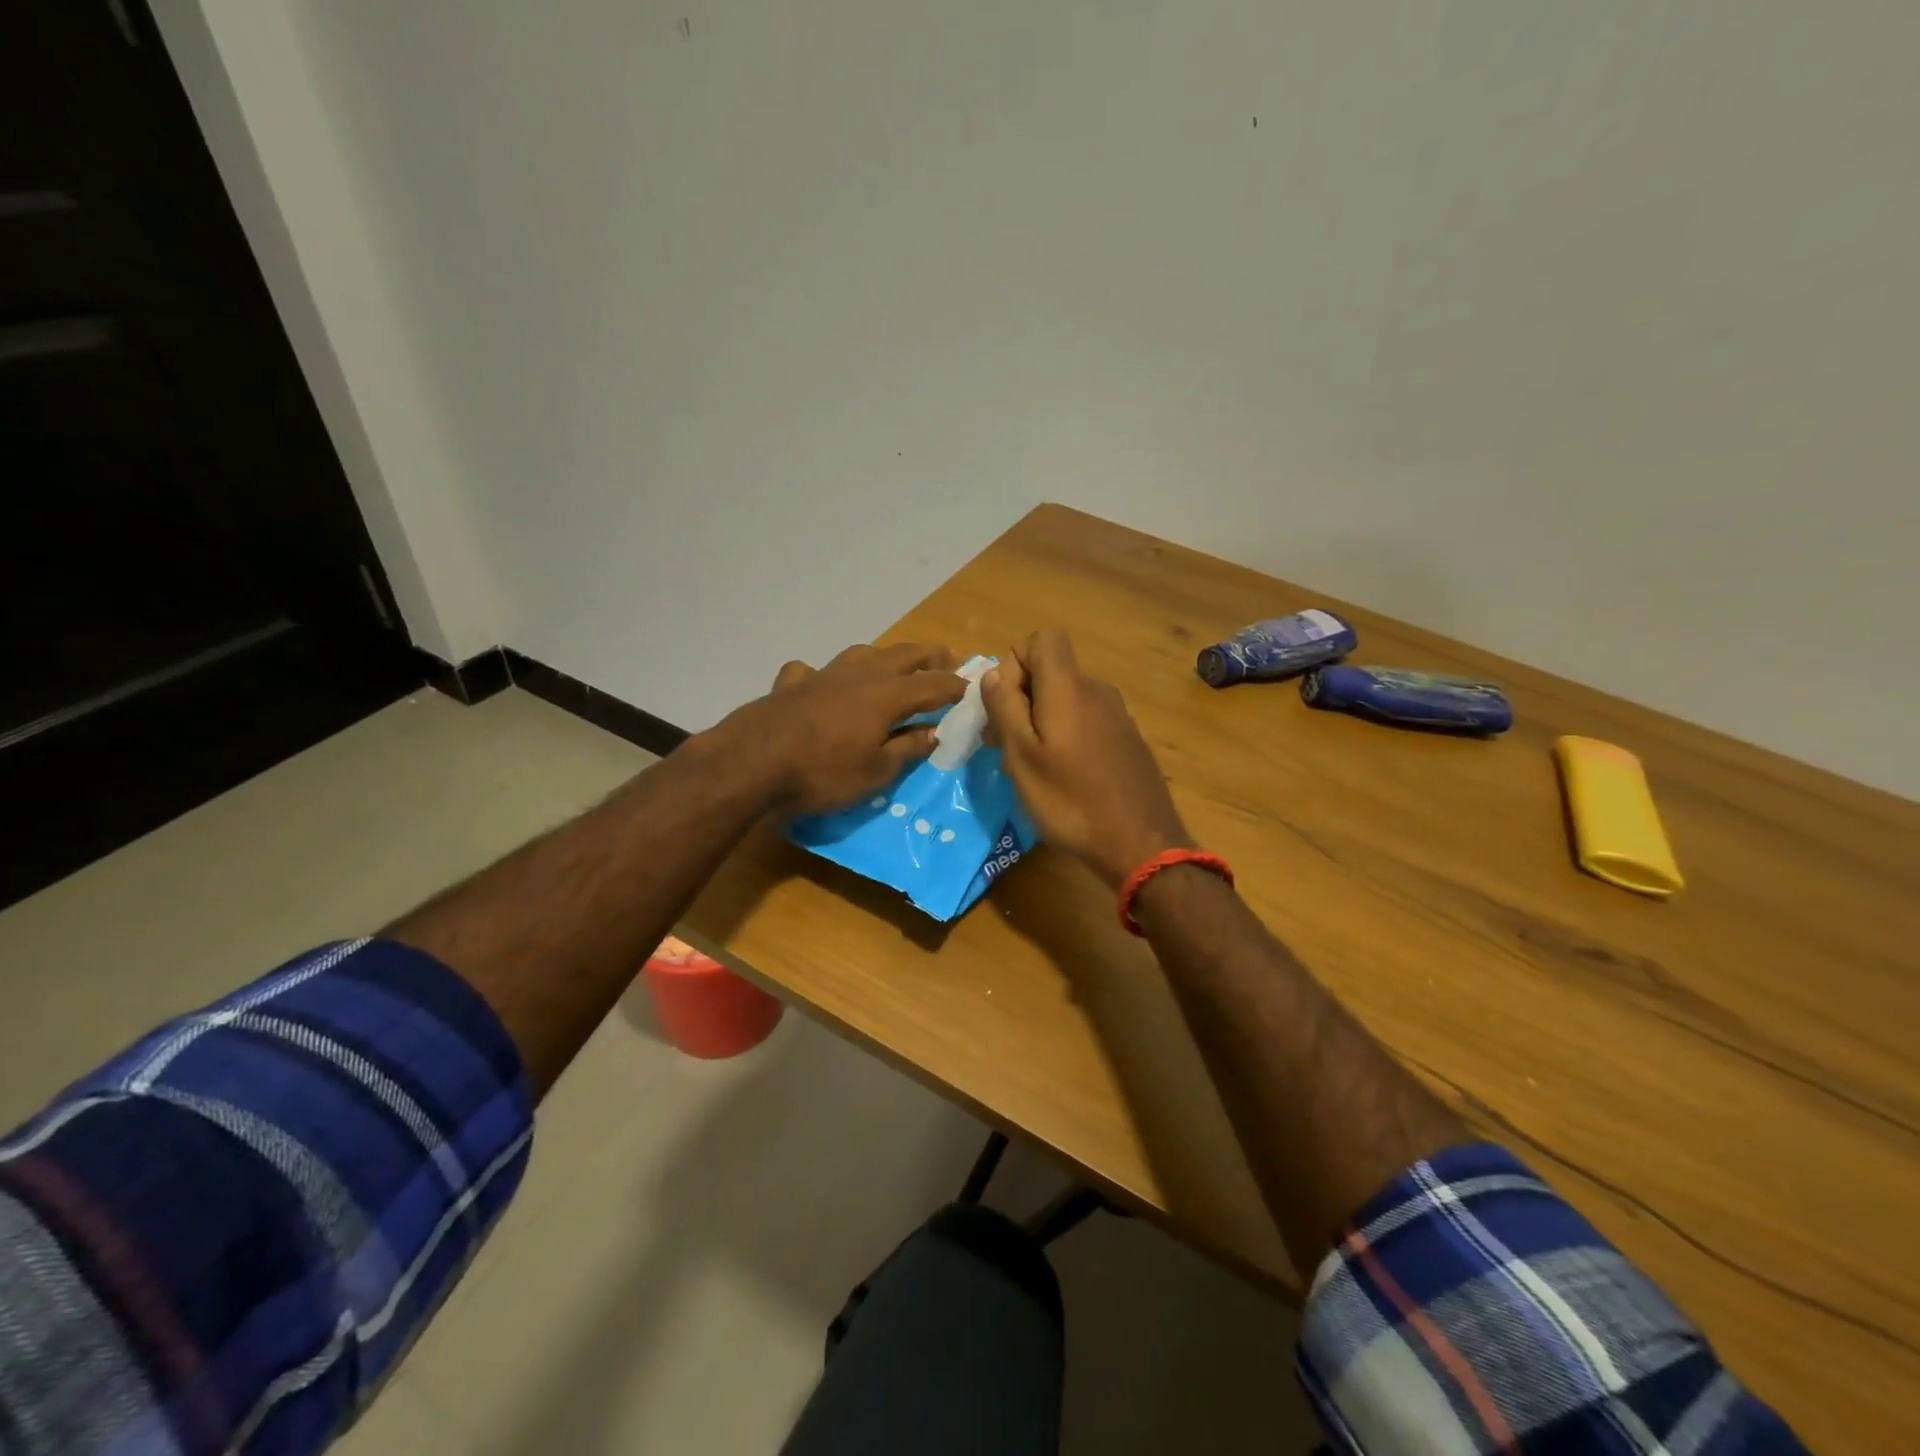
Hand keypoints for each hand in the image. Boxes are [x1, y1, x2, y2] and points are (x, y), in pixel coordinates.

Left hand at [717, 643, 966, 814]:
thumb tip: (934, 731)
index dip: (953, 685)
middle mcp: (859, 675)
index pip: (932, 684)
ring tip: (894, 664)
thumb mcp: (876, 772)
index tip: (970, 686)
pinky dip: (824, 674)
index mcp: (886, 695)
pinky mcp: (792, 683)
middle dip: (928, 656)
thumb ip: (907, 748)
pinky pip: (814, 670)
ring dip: (885, 656)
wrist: (752, 762)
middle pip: (902, 656)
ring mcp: (823, 674)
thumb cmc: (822, 772)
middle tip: (947, 657)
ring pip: (862, 653)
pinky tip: (820, 683)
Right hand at [981, 630, 1191, 888]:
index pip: (1043, 638)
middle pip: (1052, 670)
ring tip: (1030, 767)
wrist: (1142, 844)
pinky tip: (1064, 777)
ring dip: (1041, 720)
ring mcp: (1118, 715)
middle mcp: (1097, 690)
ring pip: (1067, 699)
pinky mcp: (1128, 739)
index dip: (1016, 661)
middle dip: (1021, 697)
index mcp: (1069, 688)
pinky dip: (1066, 735)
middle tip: (1003, 744)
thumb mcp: (1022, 758)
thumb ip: (1004, 708)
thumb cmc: (1071, 802)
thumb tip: (994, 672)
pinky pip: (1087, 720)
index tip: (1004, 704)